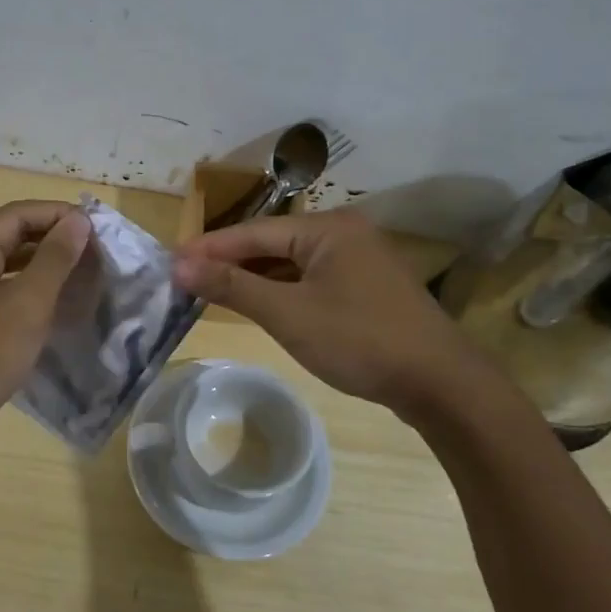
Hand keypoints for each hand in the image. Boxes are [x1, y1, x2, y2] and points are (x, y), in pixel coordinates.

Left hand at [0, 201, 91, 447]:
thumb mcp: (25, 305)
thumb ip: (54, 259)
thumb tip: (78, 220)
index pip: (17, 214)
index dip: (59, 215)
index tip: (99, 228)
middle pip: (11, 237)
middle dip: (55, 240)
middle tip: (98, 252)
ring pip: (9, 267)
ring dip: (46, 267)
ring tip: (86, 275)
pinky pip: (4, 294)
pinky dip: (33, 293)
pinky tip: (60, 306)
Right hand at [173, 210, 489, 416]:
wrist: (441, 384)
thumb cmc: (359, 340)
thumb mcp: (288, 314)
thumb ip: (232, 286)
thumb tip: (180, 266)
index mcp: (327, 228)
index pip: (253, 232)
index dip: (209, 247)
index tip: (170, 261)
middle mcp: (344, 232)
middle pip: (272, 243)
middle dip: (230, 261)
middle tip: (186, 278)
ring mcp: (360, 259)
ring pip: (292, 262)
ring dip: (255, 277)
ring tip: (213, 291)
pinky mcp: (367, 286)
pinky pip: (311, 278)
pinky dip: (282, 289)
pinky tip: (261, 303)